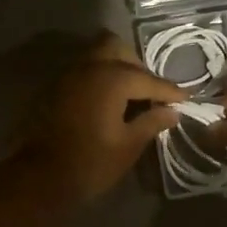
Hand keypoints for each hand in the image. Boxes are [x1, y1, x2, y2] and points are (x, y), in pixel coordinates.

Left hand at [17, 33, 183, 202]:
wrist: (40, 178)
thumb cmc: (90, 163)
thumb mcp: (128, 145)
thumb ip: (151, 122)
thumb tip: (171, 112)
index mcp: (111, 79)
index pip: (148, 79)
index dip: (169, 90)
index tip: (186, 97)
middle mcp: (88, 67)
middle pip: (117, 49)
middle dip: (137, 66)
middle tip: (150, 92)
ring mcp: (67, 75)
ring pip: (96, 56)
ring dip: (115, 68)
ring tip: (129, 95)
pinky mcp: (54, 88)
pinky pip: (82, 71)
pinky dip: (97, 79)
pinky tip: (106, 102)